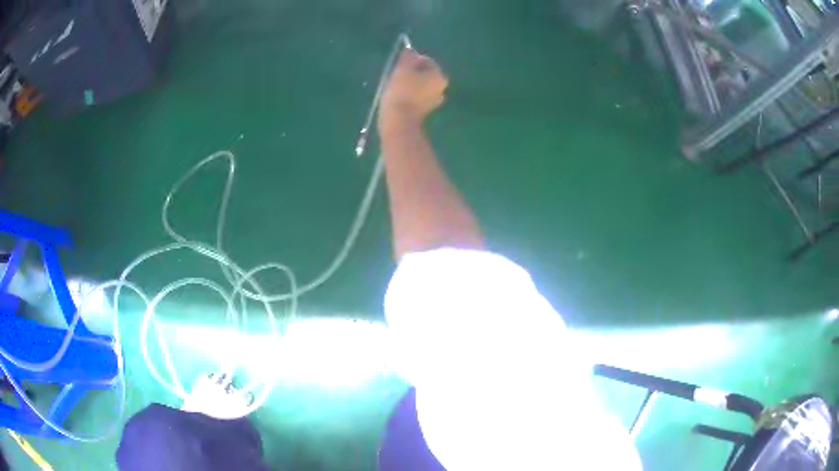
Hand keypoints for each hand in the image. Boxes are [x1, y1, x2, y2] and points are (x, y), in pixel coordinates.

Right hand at [379, 49, 448, 129]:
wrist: (399, 120)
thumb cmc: (401, 91)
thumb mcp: (402, 68)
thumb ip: (407, 57)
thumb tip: (409, 50)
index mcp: (439, 75)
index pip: (425, 61)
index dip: (411, 60)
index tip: (398, 65)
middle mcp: (441, 88)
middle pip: (424, 74)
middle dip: (411, 72)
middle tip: (395, 75)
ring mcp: (434, 101)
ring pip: (420, 86)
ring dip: (409, 84)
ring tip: (394, 86)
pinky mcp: (425, 112)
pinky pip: (416, 97)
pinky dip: (409, 95)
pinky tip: (398, 97)